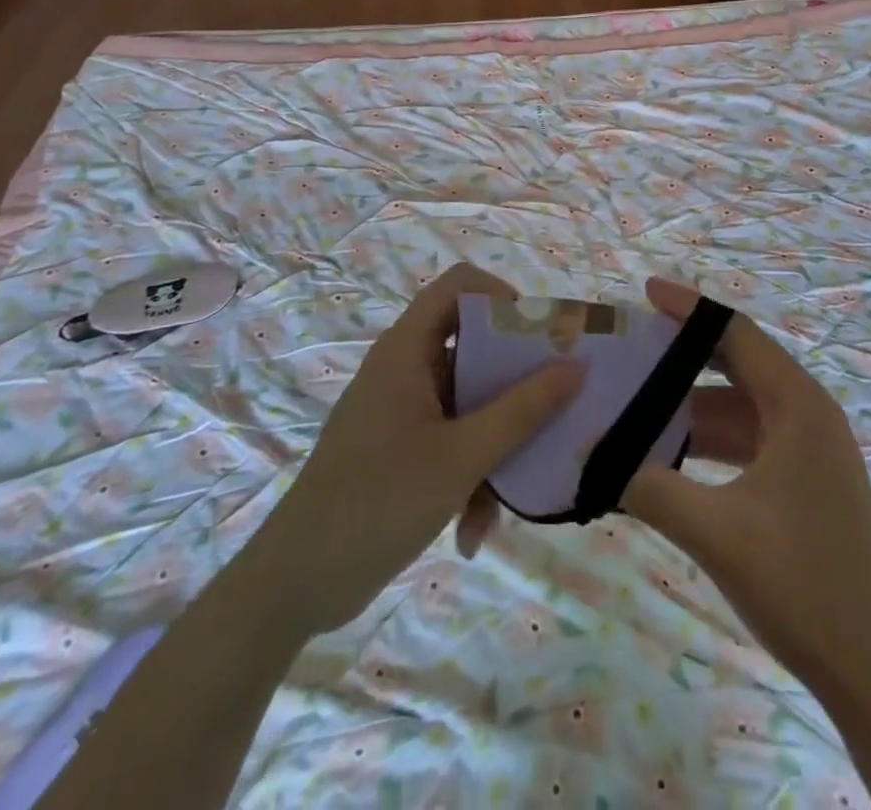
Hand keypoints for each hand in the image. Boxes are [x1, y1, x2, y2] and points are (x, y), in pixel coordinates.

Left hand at [272, 263, 582, 634]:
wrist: (294, 585)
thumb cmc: (377, 502)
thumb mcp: (462, 457)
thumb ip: (522, 410)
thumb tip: (577, 367)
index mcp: (407, 350)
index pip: (458, 286)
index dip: (501, 296)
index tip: (539, 337)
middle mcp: (404, 368)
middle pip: (472, 345)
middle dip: (513, 383)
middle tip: (552, 407)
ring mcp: (401, 409)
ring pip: (467, 401)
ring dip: (493, 444)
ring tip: (507, 498)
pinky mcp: (399, 447)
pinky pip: (451, 438)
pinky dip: (468, 473)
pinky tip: (473, 529)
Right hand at [619, 281, 870, 697]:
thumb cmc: (803, 586)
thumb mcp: (716, 532)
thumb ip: (650, 488)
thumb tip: (588, 456)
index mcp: (799, 406)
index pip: (737, 333)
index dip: (689, 309)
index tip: (645, 292)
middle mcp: (809, 415)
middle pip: (740, 364)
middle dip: (686, 355)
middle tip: (633, 348)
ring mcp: (812, 451)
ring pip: (743, 407)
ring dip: (694, 405)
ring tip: (639, 403)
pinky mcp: (808, 483)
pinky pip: (751, 441)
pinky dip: (713, 440)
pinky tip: (673, 456)